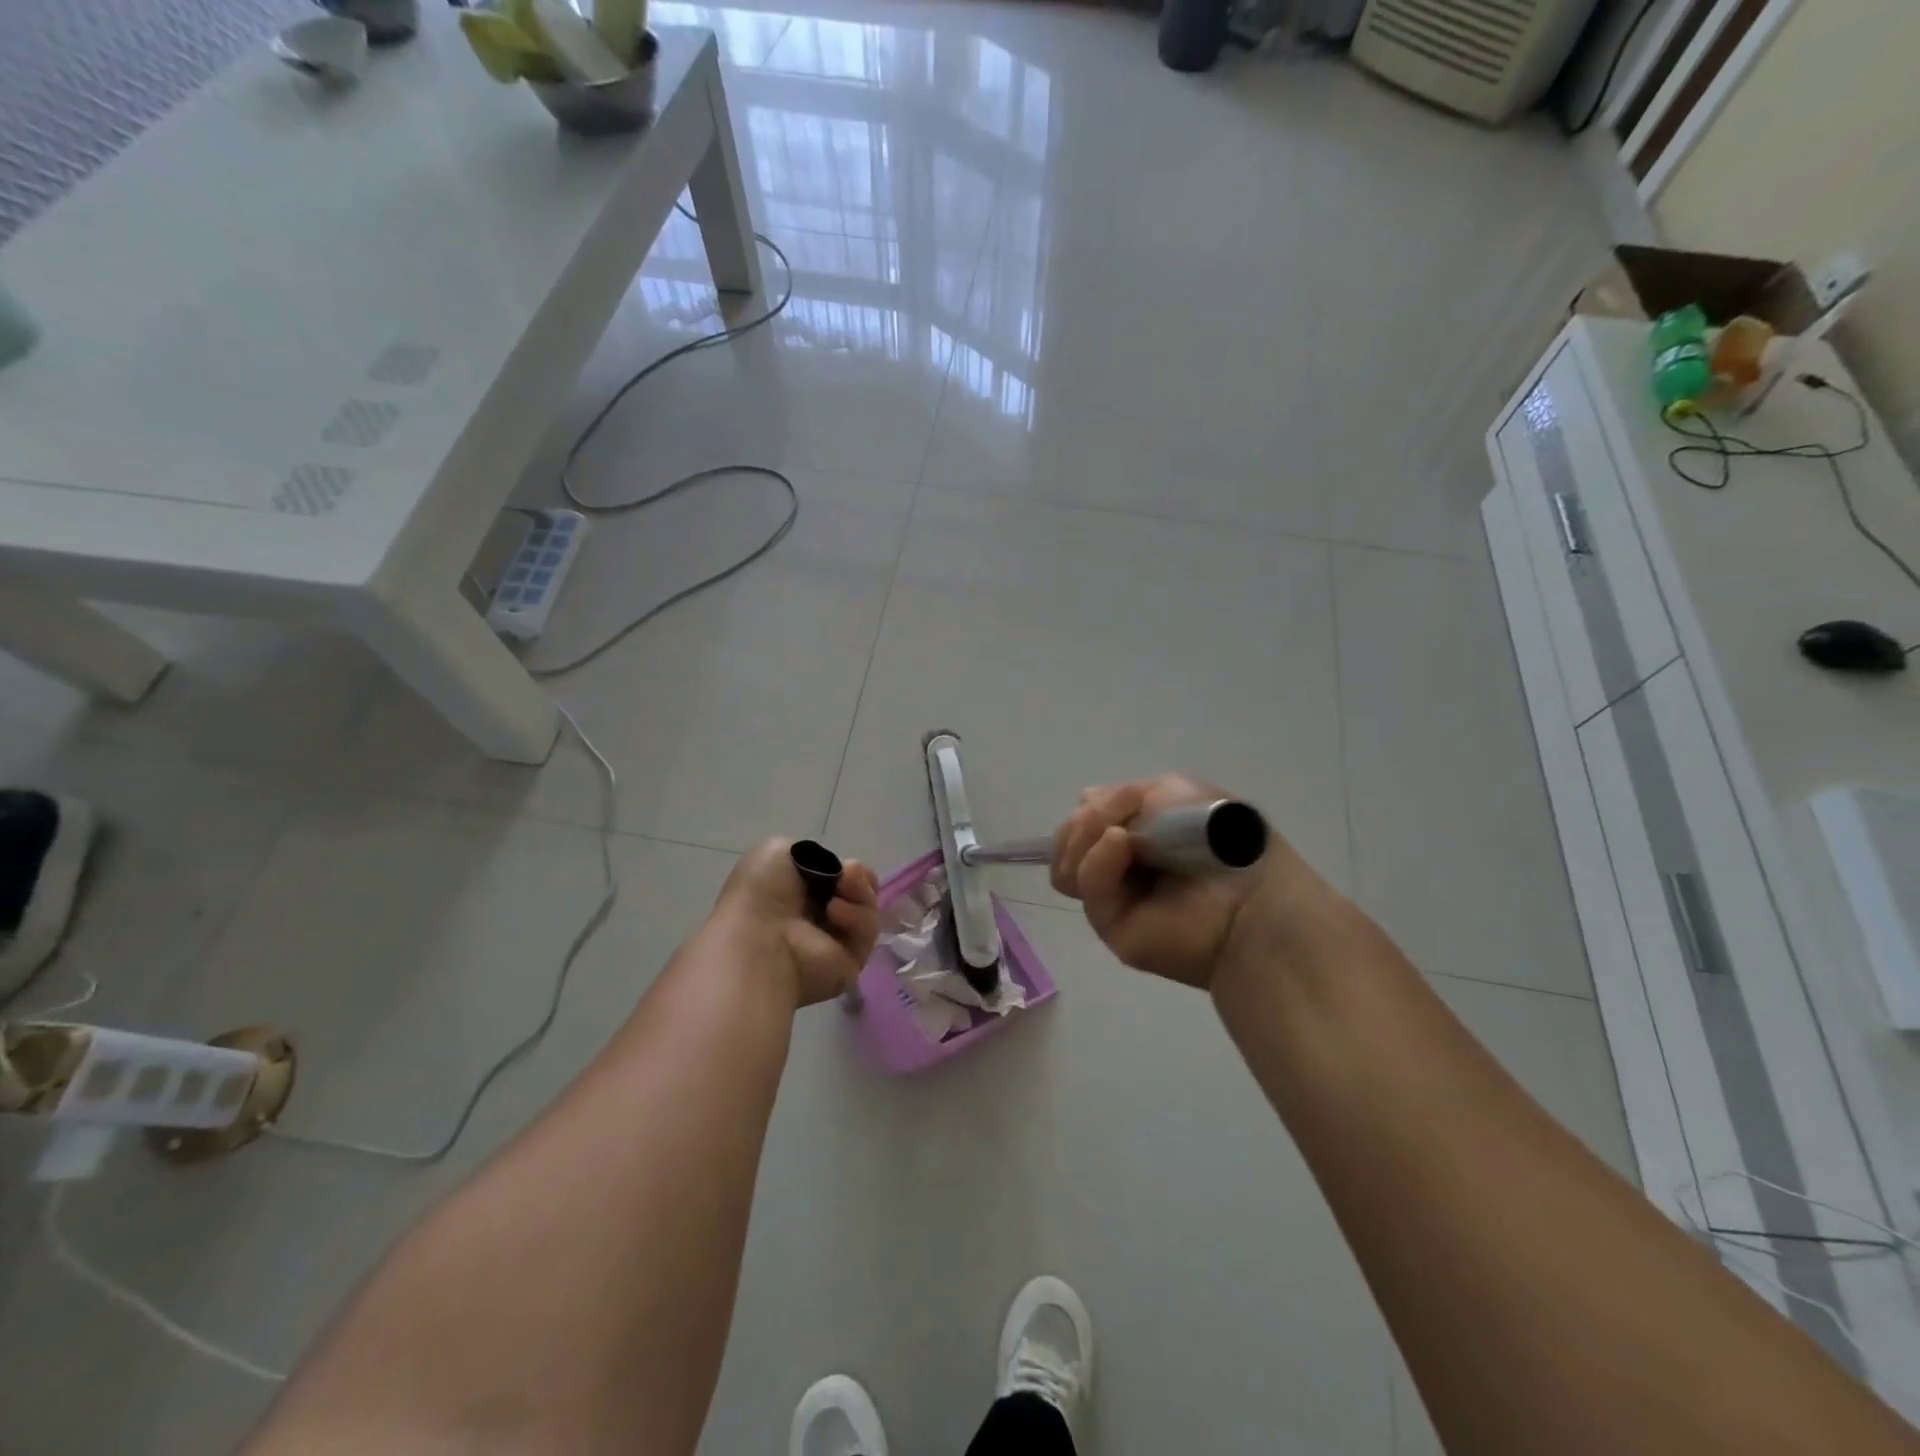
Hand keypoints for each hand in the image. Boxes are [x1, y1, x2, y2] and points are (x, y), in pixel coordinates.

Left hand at [715, 839, 879, 1007]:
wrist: (760, 937)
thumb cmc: (761, 892)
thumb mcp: (776, 851)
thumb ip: (812, 854)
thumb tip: (835, 871)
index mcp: (799, 893)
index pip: (839, 876)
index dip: (846, 867)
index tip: (841, 863)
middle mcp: (819, 916)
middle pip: (861, 890)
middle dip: (859, 877)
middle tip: (848, 874)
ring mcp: (836, 940)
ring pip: (868, 907)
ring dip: (859, 892)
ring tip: (838, 893)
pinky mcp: (852, 959)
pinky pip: (868, 930)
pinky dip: (856, 917)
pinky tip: (835, 913)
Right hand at [1051, 777, 1324, 990]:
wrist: (1250, 898)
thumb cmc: (1221, 838)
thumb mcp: (1173, 791)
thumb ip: (1123, 794)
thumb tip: (1085, 801)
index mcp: (1136, 834)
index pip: (1086, 817)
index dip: (1094, 806)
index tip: (1124, 799)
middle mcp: (1119, 865)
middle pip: (1068, 839)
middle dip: (1085, 821)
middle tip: (1117, 817)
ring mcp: (1113, 896)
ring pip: (1064, 863)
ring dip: (1085, 836)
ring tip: (1120, 834)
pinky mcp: (1109, 925)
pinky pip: (1084, 883)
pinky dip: (1097, 857)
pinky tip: (1121, 844)